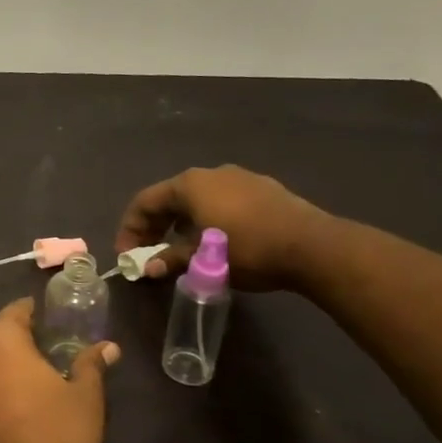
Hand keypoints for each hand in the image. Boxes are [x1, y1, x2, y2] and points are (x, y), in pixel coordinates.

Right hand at [115, 164, 330, 289]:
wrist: (314, 247)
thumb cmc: (247, 249)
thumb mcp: (202, 259)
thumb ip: (170, 259)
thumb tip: (147, 268)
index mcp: (189, 184)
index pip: (144, 201)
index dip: (130, 229)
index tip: (127, 255)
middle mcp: (210, 174)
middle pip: (170, 198)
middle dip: (155, 227)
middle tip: (149, 254)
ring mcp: (240, 178)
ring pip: (198, 200)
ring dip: (181, 224)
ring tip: (181, 250)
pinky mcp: (264, 190)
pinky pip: (223, 202)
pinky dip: (208, 220)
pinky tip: (216, 242)